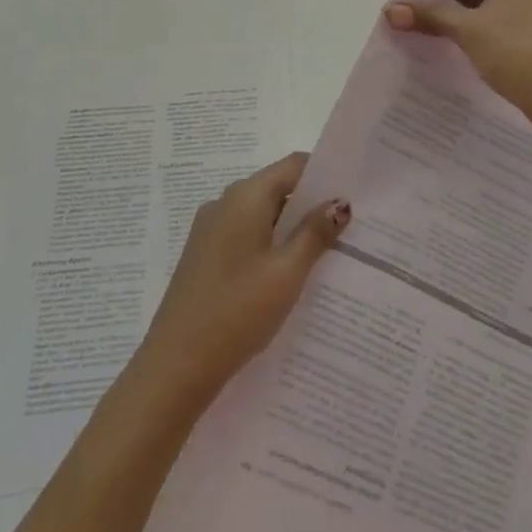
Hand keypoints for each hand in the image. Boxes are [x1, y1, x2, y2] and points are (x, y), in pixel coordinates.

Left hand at [129, 152, 347, 412]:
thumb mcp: (287, 272)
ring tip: (328, 252)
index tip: (355, 191)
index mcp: (245, 197)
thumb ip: (315, 233)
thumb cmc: (237, 310)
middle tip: (351, 226)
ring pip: (262, 216)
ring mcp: (210, 230)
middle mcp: (224, 203)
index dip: (326, 174)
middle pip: (278, 188)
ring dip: (292, 229)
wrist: (175, 366)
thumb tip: (340, 202)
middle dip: (312, 204)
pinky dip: (271, 246)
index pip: (293, 165)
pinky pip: (246, 237)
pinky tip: (290, 274)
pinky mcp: (205, 256)